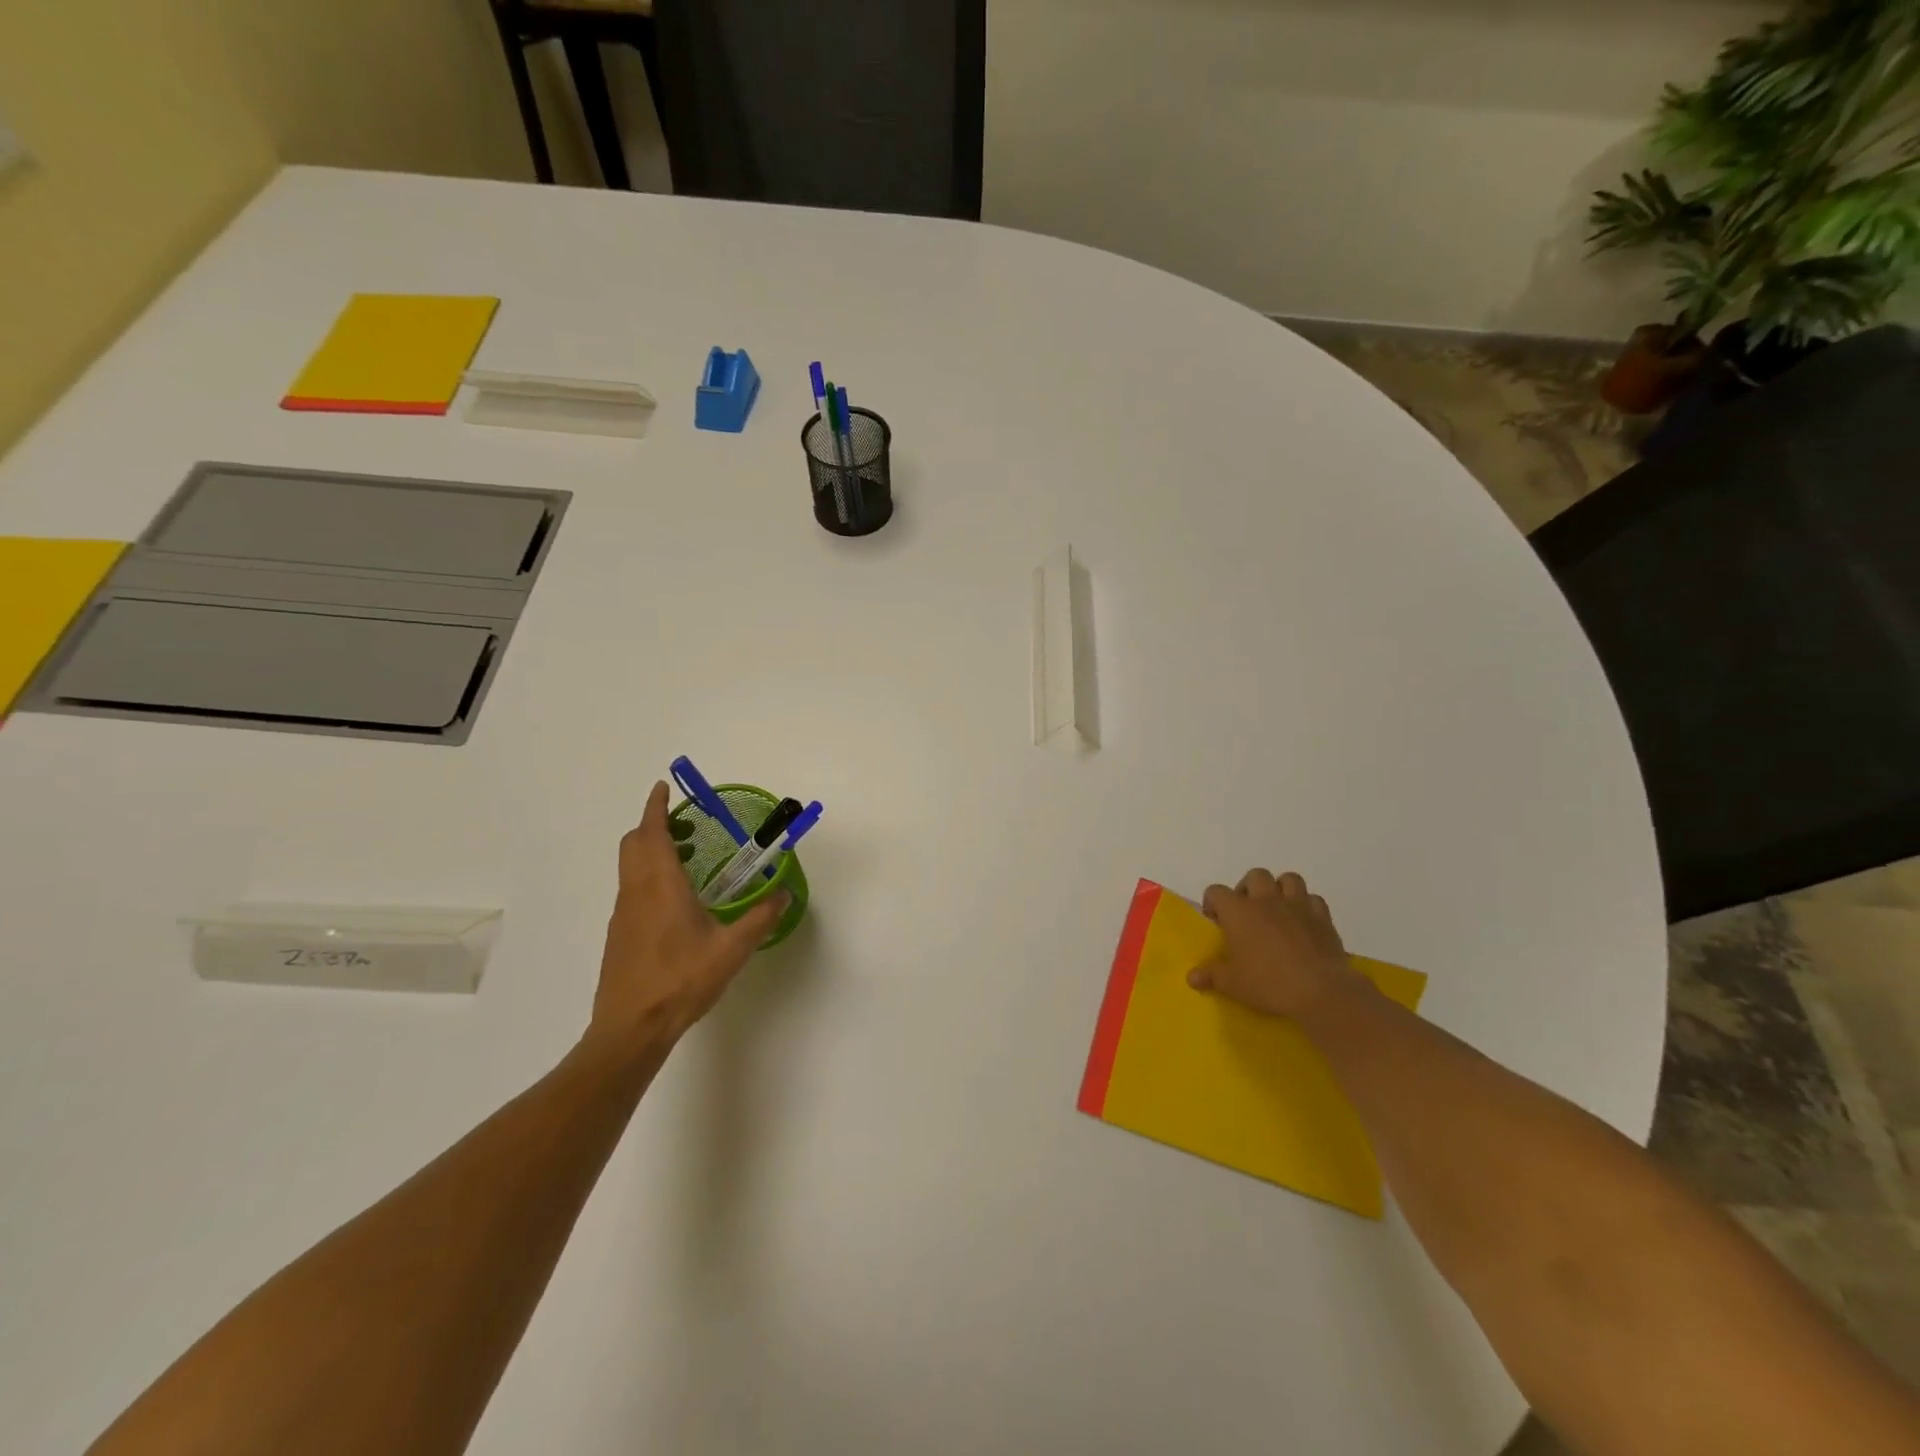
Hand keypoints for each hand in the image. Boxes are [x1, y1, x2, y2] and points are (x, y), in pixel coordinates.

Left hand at [587, 781, 788, 1056]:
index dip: (655, 807)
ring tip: (689, 860)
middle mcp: (636, 891)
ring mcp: (623, 914)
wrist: (631, 1028)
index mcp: (660, 885)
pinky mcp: (619, 934)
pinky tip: (677, 902)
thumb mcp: (731, 949)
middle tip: (686, 825)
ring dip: (652, 851)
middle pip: (633, 844)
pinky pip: (632, 889)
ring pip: (630, 867)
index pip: (651, 832)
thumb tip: (783, 894)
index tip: (663, 788)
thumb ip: (760, 918)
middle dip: (654, 826)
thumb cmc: (681, 981)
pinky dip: (649, 876)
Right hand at [1188, 869, 1354, 1019]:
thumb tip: (1191, 977)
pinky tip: (1303, 923)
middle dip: (1249, 889)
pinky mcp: (1323, 918)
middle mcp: (1266, 900)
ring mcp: (1297, 906)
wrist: (1320, 992)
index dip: (1213, 904)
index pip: (1216, 891)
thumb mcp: (1232, 984)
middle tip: (1247, 913)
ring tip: (1277, 911)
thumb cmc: (1268, 984)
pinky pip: (1313, 899)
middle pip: (1255, 875)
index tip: (1217, 923)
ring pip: (1288, 879)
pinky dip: (1307, 906)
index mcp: (1238, 911)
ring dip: (1280, 889)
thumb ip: (1211, 976)